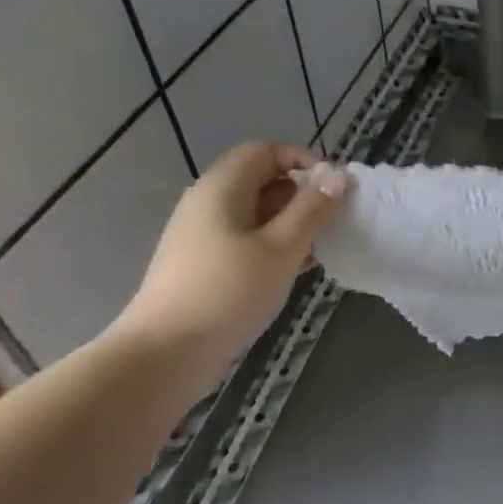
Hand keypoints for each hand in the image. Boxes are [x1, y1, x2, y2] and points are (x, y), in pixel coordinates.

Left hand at [113, 142, 347, 363]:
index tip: (334, 189)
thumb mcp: (281, 247)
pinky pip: (248, 238)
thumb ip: (312, 208)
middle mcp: (208, 202)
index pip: (266, 151)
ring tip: (320, 248)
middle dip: (302, 194)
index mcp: (222, 188)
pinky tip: (298, 269)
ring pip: (258, 212)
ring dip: (293, 222)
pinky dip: (276, 244)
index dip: (303, 160)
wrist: (166, 352)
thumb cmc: (228, 291)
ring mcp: (203, 234)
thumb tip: (337, 175)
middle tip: (332, 222)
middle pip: (262, 179)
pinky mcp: (205, 262)